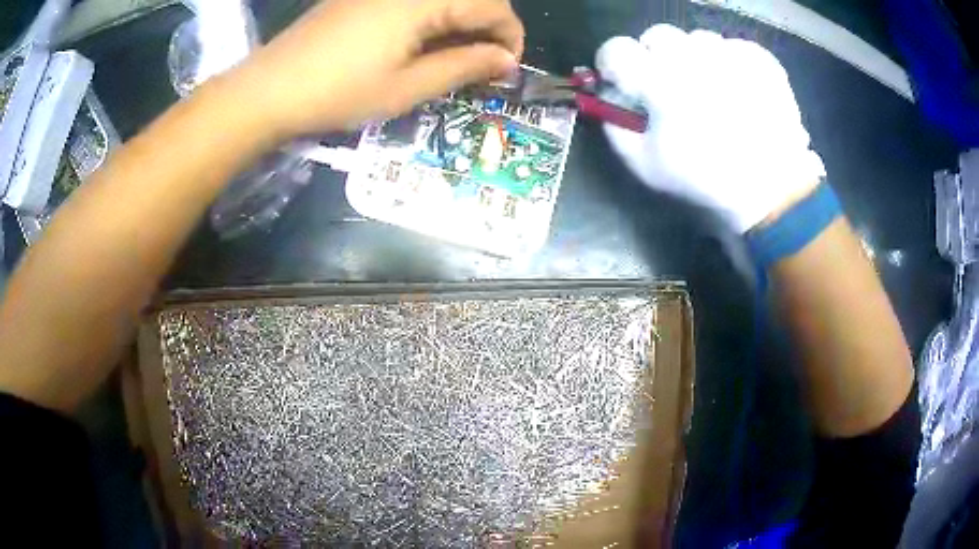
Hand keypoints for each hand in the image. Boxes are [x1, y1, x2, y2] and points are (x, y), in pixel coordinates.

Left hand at [232, 0, 523, 137]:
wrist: (270, 88)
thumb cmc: (338, 92)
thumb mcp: (407, 87)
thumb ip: (464, 67)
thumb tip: (507, 61)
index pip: (492, 6)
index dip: (510, 36)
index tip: (507, 68)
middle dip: (489, 26)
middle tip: (484, 64)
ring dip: (461, 21)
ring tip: (457, 57)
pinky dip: (434, 16)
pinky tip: (426, 41)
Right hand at [596, 25, 825, 232]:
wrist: (773, 189)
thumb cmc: (706, 179)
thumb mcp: (646, 165)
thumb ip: (615, 126)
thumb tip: (609, 97)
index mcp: (660, 80)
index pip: (616, 49)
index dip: (613, 64)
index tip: (623, 81)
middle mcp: (694, 56)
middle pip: (657, 36)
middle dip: (655, 58)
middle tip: (670, 87)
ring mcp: (731, 53)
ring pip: (696, 39)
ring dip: (694, 59)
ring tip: (710, 90)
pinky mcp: (760, 59)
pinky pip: (731, 46)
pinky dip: (728, 62)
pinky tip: (737, 88)